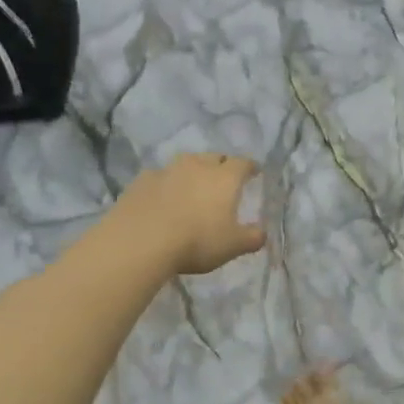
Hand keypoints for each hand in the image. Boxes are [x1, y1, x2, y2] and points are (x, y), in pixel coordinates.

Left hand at [113, 154, 266, 275]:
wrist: (141, 241)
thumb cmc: (196, 241)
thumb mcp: (232, 246)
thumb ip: (251, 238)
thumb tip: (262, 234)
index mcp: (225, 178)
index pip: (243, 163)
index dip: (250, 167)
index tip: (254, 172)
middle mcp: (198, 166)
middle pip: (215, 157)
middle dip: (222, 165)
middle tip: (223, 179)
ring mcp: (167, 170)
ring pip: (186, 162)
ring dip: (193, 171)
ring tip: (193, 186)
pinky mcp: (142, 180)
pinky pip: (160, 176)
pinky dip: (166, 183)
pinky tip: (162, 197)